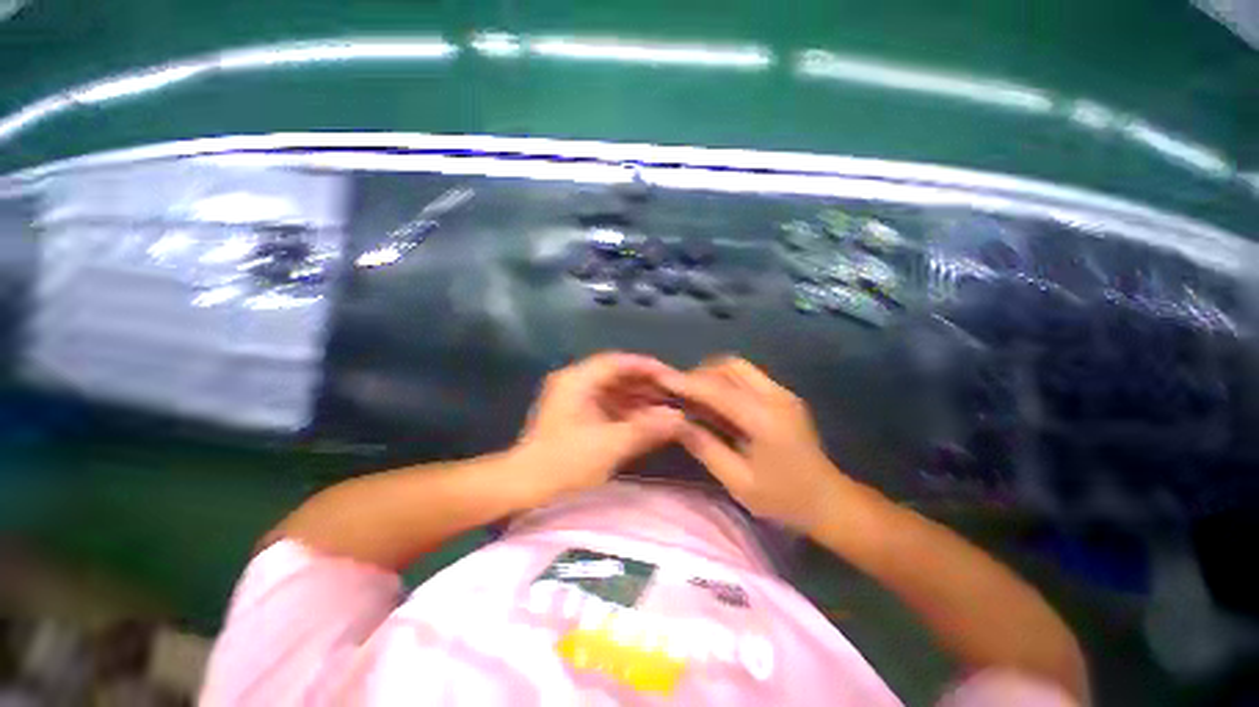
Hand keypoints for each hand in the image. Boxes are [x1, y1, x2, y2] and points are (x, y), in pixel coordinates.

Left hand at [514, 352, 684, 503]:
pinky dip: (627, 409)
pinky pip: (607, 403)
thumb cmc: (564, 462)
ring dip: (638, 397)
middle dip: (645, 383)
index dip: (646, 367)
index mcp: (578, 380)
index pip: (617, 362)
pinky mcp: (576, 412)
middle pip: (616, 373)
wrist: (523, 485)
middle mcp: (575, 381)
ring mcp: (574, 397)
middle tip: (673, 393)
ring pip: (613, 389)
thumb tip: (678, 418)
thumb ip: (646, 429)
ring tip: (665, 406)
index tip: (672, 376)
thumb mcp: (609, 445)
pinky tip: (646, 419)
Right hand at [665, 356, 844, 532]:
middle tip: (682, 395)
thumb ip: (705, 447)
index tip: (661, 378)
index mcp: (764, 419)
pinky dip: (726, 382)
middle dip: (701, 374)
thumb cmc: (784, 499)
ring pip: (739, 368)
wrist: (831, 502)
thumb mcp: (738, 481)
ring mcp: (782, 393)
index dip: (686, 382)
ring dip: (713, 376)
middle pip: (730, 366)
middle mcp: (775, 396)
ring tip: (696, 399)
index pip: (717, 390)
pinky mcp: (784, 396)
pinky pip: (748, 377)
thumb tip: (676, 421)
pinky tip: (718, 404)